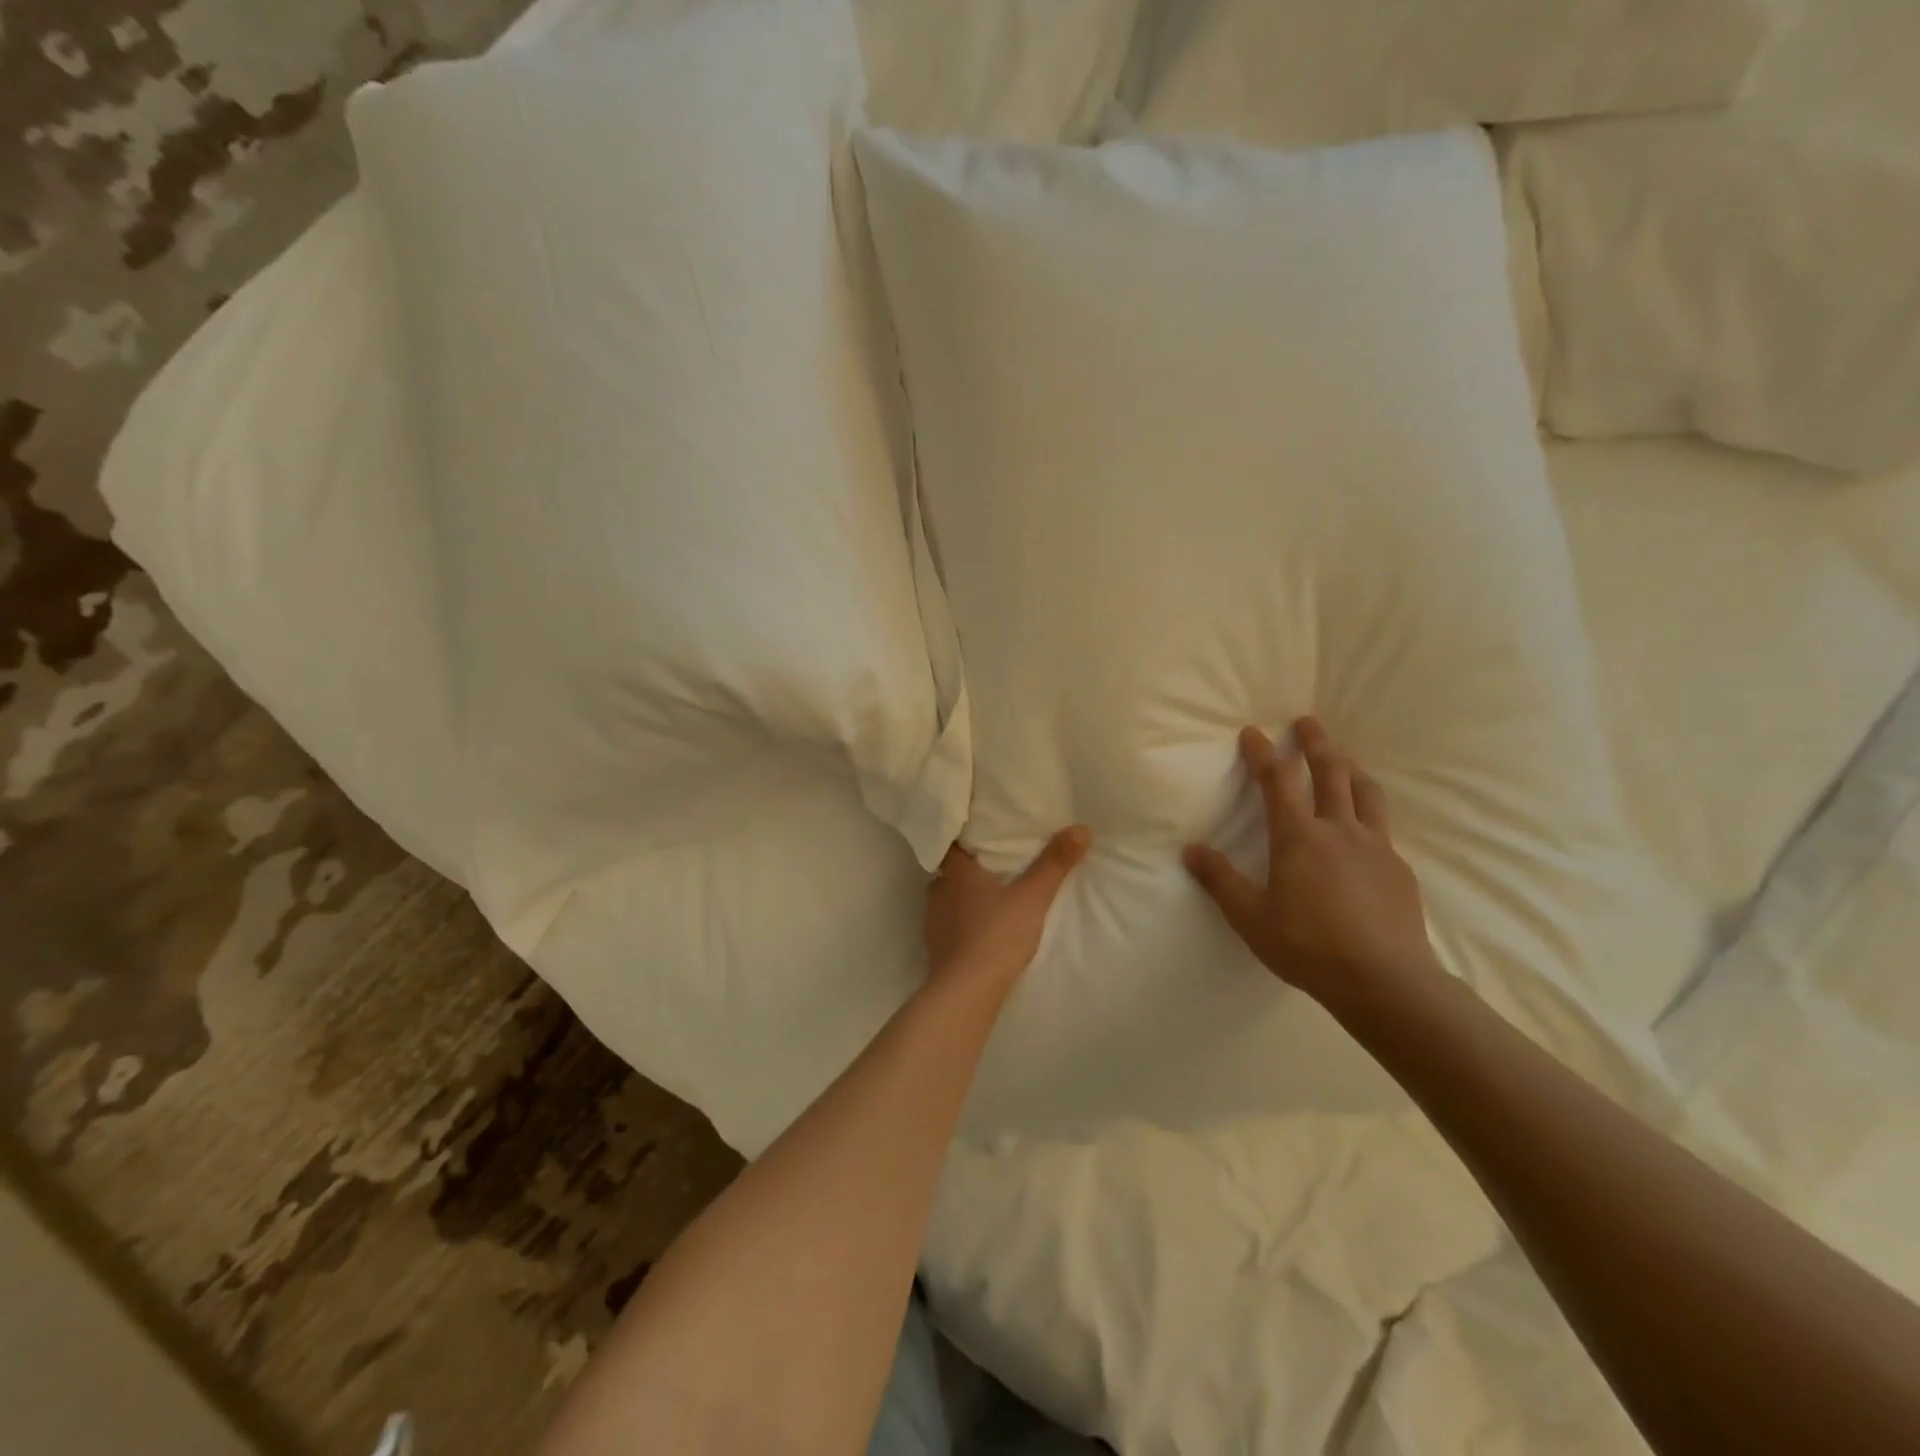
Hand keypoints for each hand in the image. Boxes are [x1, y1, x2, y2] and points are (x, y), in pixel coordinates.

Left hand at [926, 828, 1091, 992]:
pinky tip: (979, 933)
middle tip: (991, 868)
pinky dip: (961, 926)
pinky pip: (948, 928)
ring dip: (962, 900)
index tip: (978, 836)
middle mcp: (939, 893)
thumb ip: (1054, 863)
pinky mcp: (935, 951)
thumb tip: (1080, 828)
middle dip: (966, 871)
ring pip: (947, 901)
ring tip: (988, 900)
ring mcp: (933, 923)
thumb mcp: (1033, 896)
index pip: (950, 846)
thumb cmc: (997, 934)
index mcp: (957, 874)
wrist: (967, 991)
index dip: (962, 840)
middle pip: (948, 874)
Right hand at [1184, 719, 1438, 1010]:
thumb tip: (1191, 850)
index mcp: (1299, 838)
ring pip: (1366, 794)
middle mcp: (1340, 830)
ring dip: (1351, 769)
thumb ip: (1220, 880)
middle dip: (1316, 744)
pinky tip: (1367, 830)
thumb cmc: (1308, 946)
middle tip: (1308, 722)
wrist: (1385, 981)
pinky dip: (1370, 813)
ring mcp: (1376, 847)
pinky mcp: (1399, 869)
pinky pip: (1383, 828)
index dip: (1263, 753)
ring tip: (1345, 760)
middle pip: (1331, 773)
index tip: (1253, 732)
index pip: (1277, 782)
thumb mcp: (1251, 917)